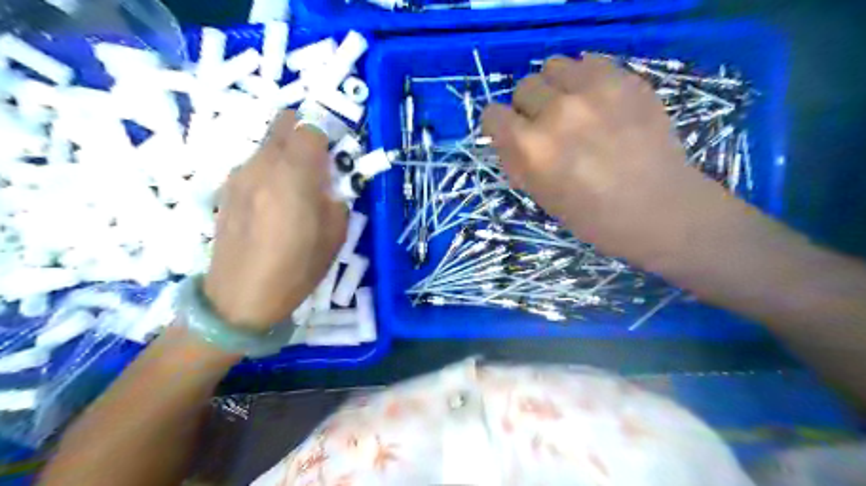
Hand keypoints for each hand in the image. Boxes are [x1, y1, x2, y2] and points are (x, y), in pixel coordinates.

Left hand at [204, 110, 347, 330]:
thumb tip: (328, 186)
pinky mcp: (226, 189)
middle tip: (318, 164)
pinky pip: (254, 164)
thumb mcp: (335, 237)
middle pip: (283, 122)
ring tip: (295, 189)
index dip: (326, 138)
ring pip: (267, 143)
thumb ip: (336, 199)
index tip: (334, 160)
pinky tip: (273, 203)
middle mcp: (261, 165)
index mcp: (292, 176)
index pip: (309, 129)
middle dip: (304, 134)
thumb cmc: (296, 270)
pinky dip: (269, 169)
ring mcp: (238, 175)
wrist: (239, 299)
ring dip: (286, 153)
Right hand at [485, 55, 724, 266]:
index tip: (512, 134)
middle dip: (529, 108)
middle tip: (550, 127)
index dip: (500, 126)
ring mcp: (593, 91)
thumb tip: (507, 137)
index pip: (492, 114)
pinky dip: (585, 78)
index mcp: (531, 148)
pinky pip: (589, 61)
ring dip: (556, 87)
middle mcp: (556, 112)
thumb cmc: (593, 216)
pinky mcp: (625, 80)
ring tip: (573, 108)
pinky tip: (597, 101)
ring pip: (553, 66)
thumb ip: (517, 162)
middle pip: (524, 87)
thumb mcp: (541, 197)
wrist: (659, 209)